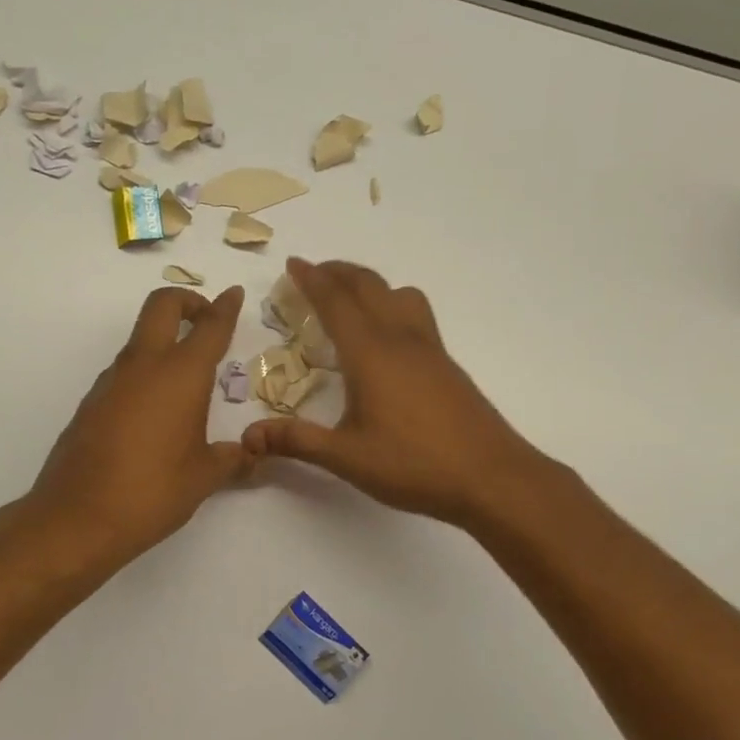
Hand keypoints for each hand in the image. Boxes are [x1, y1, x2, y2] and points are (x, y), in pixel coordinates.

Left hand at [24, 284, 248, 565]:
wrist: (76, 518)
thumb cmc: (152, 492)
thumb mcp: (203, 477)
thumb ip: (233, 459)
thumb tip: (252, 456)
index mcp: (180, 375)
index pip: (209, 326)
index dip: (225, 307)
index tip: (234, 294)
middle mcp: (143, 366)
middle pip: (161, 306)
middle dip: (186, 302)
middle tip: (205, 320)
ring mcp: (111, 382)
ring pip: (139, 340)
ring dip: (163, 341)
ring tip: (185, 379)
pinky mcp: (90, 402)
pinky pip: (124, 372)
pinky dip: (144, 373)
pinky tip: (155, 413)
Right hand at [241, 259, 546, 527]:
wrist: (491, 476)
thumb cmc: (415, 465)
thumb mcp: (347, 457)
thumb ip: (297, 442)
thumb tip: (249, 436)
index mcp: (370, 353)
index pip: (335, 302)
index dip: (312, 280)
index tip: (293, 263)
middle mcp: (400, 339)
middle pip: (368, 286)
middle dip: (339, 272)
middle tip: (315, 271)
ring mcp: (429, 349)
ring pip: (398, 294)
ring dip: (370, 284)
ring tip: (351, 296)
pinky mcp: (446, 364)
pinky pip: (415, 314)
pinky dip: (392, 304)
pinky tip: (388, 337)